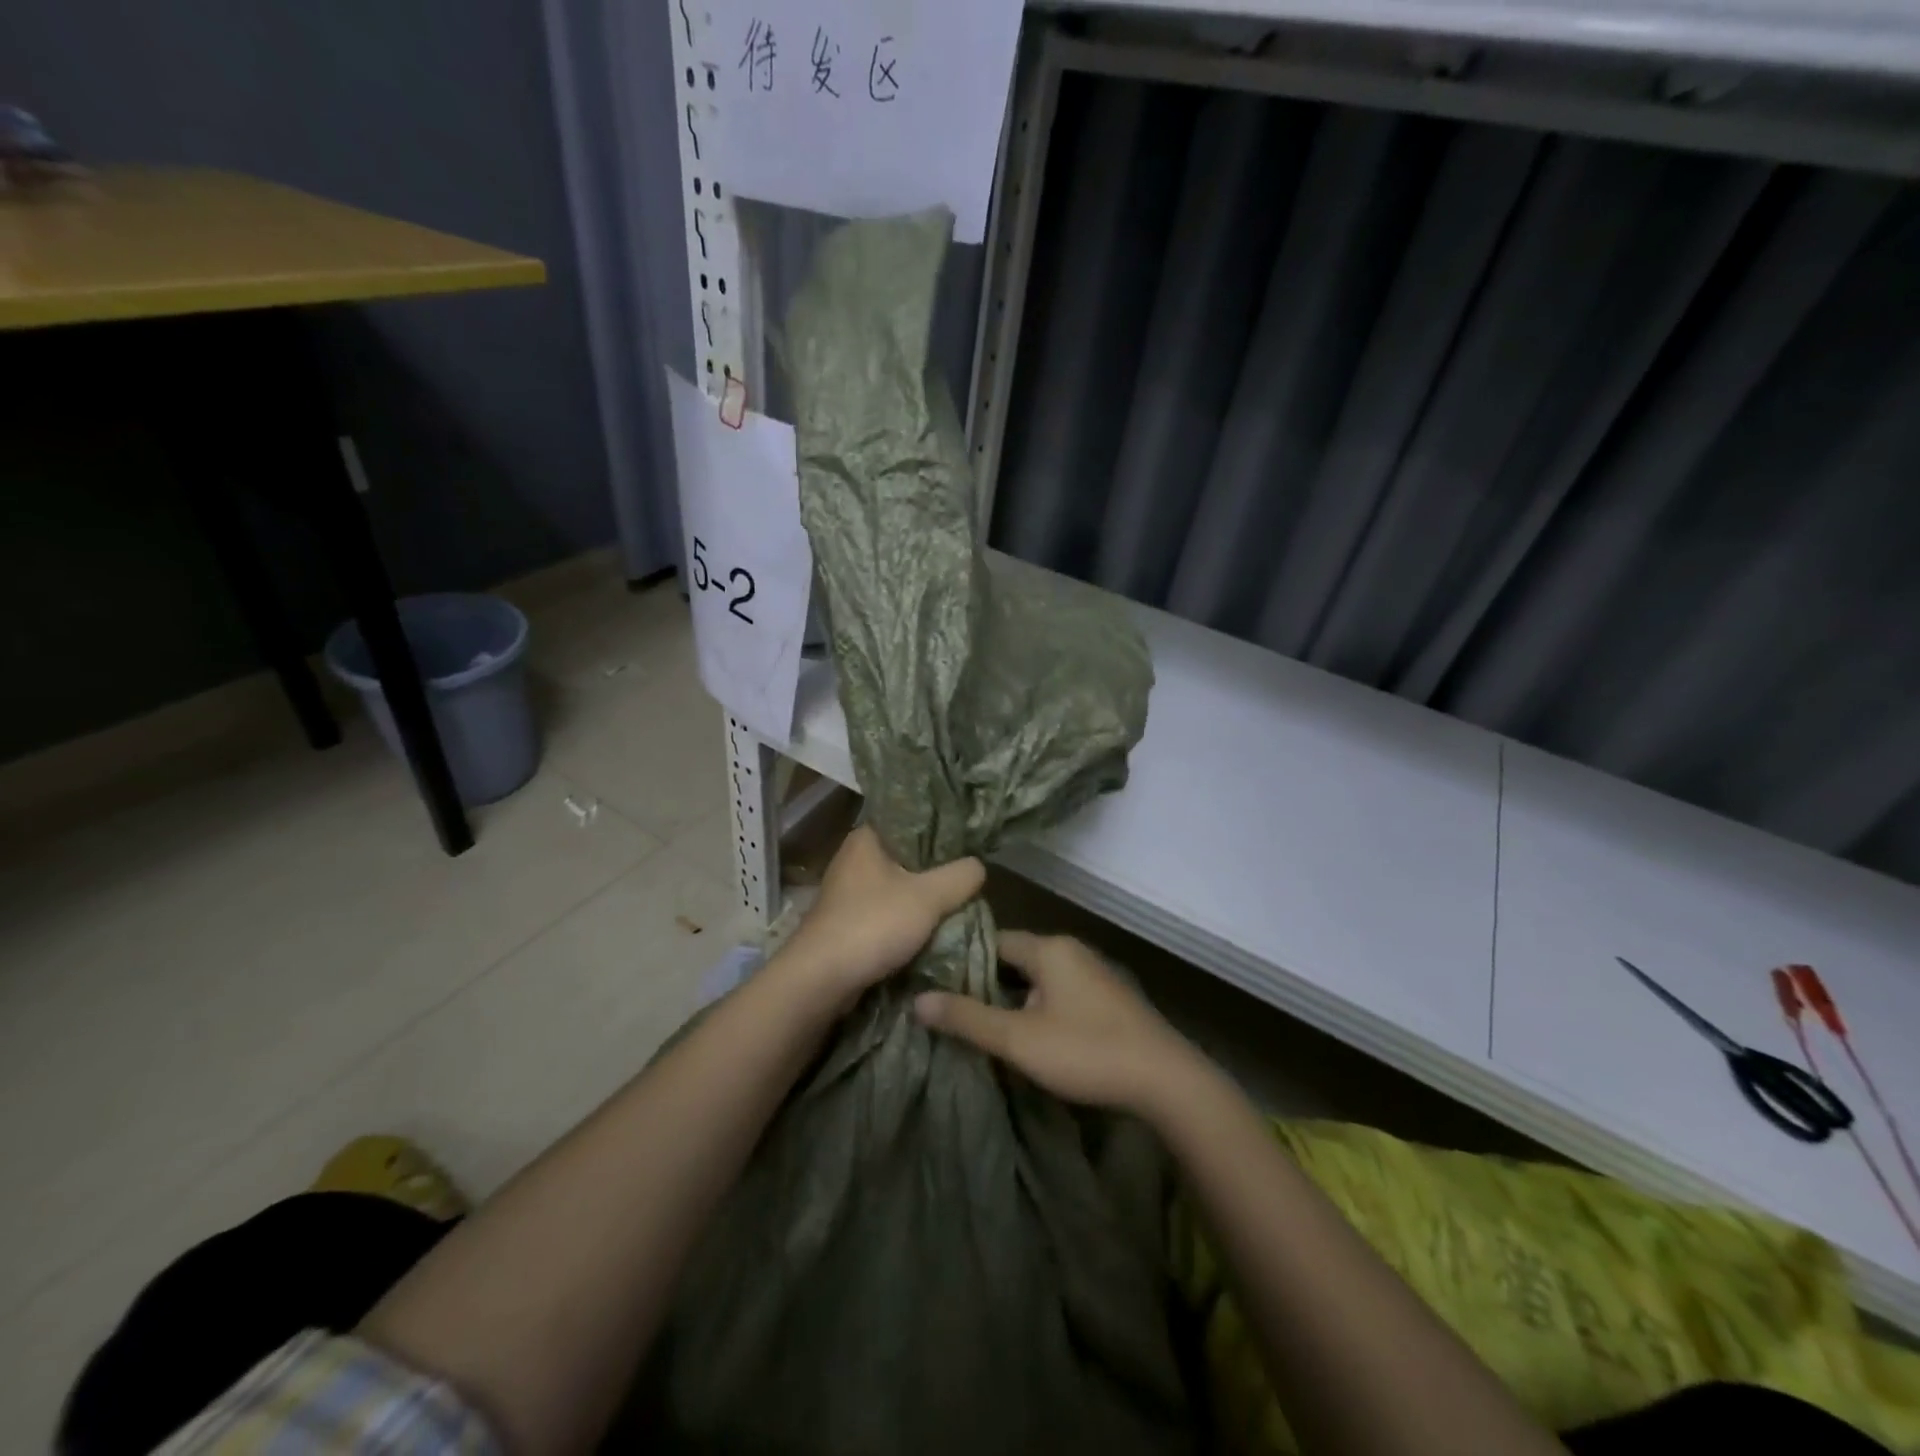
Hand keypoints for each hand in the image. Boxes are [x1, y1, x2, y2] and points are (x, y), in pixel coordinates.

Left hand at [774, 825, 984, 1010]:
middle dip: (937, 869)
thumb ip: (960, 876)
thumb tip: (979, 865)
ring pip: (898, 886)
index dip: (941, 829)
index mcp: (866, 837)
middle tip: (969, 876)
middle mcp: (853, 858)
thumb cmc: (873, 924)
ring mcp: (848, 892)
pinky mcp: (848, 922)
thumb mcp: (929, 896)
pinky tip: (932, 928)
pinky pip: (887, 912)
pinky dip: (908, 919)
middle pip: (907, 856)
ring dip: (923, 898)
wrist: (821, 980)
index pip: (910, 820)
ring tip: (958, 902)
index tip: (970, 841)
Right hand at [913, 931, 1199, 1114]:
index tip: (937, 981)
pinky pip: (1061, 992)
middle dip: (987, 982)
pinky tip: (1030, 1036)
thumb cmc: (1085, 1050)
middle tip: (955, 1009)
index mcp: (1049, 949)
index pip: (994, 940)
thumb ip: (967, 1018)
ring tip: (985, 1026)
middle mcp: (1072, 951)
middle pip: (1016, 958)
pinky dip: (1040, 1006)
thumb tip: (918, 1000)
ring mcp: (1094, 974)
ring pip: (1040, 978)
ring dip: (1015, 998)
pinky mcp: (1109, 999)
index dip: (963, 959)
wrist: (1165, 1080)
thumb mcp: (1018, 1038)